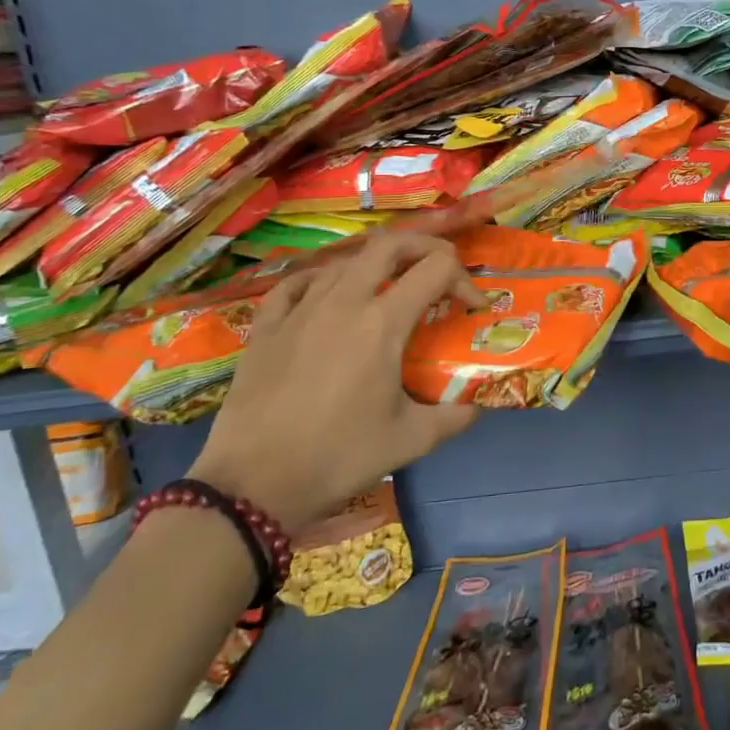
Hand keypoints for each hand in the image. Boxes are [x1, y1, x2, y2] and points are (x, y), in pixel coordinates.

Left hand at [187, 233, 486, 535]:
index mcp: (383, 322)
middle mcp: (344, 301)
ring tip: (389, 289)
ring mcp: (300, 309)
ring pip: (345, 261)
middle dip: (424, 246)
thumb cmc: (338, 457)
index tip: (471, 309)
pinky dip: (321, 280)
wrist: (253, 484)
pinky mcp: (266, 326)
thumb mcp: (409, 441)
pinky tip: (326, 294)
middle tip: (438, 270)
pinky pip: (297, 283)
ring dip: (376, 265)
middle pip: (390, 244)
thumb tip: (476, 407)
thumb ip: (452, 417)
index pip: (436, 269)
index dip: (464, 280)